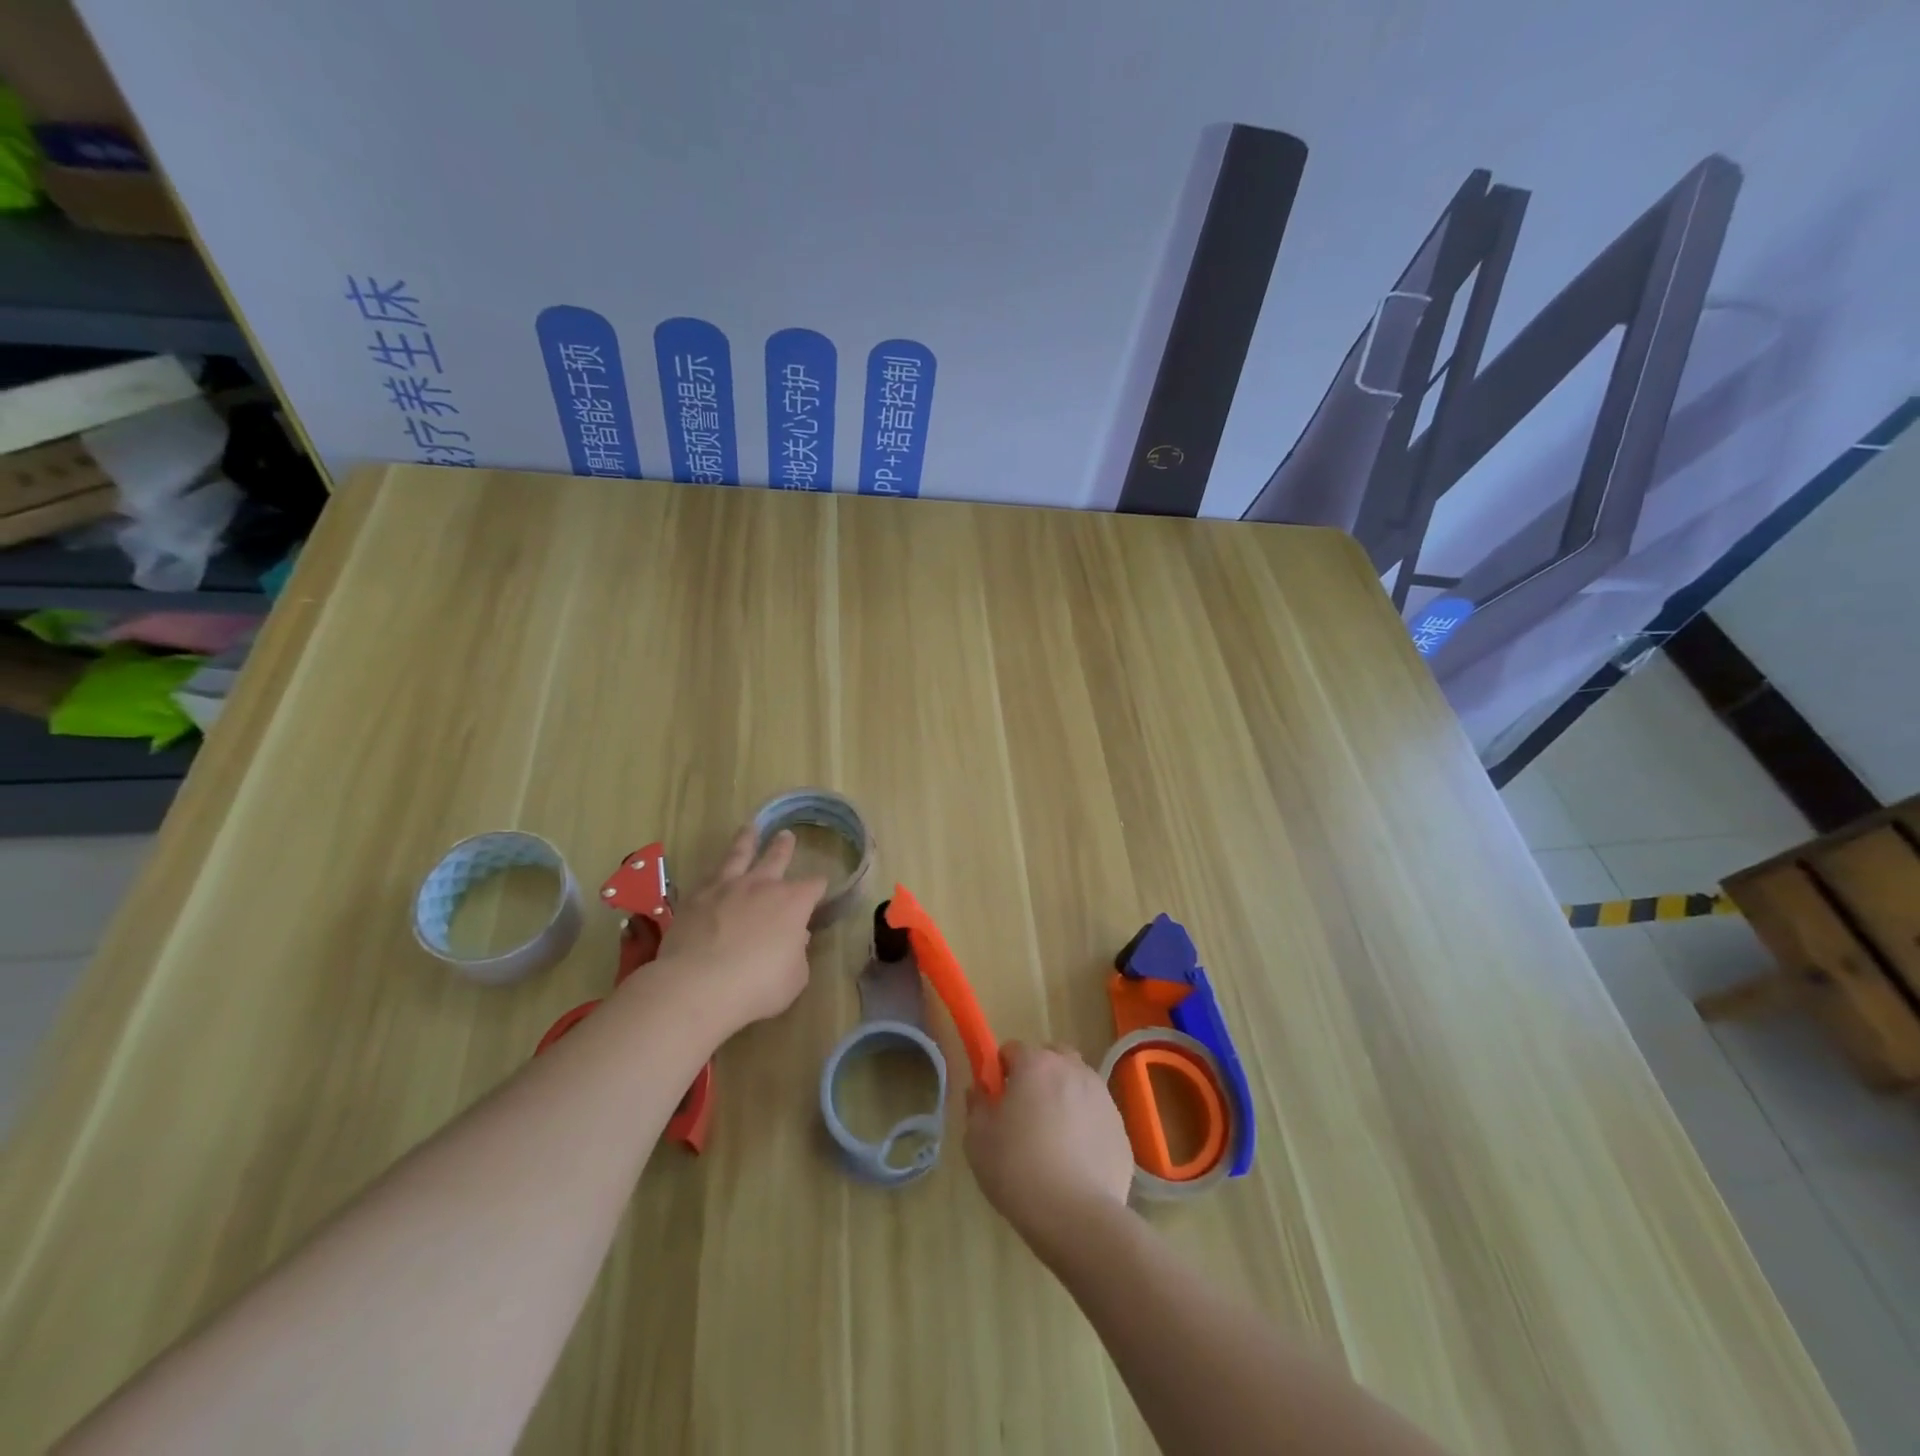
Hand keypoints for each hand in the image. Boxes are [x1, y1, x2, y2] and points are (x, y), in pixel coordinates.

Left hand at [648, 825, 826, 1034]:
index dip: (819, 886)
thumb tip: (796, 937)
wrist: (698, 985)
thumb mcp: (794, 977)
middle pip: (777, 857)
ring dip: (747, 841)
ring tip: (749, 828)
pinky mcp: (696, 898)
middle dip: (784, 847)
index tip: (820, 887)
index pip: (814, 885)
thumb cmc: (757, 986)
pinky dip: (716, 873)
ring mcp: (726, 888)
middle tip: (787, 835)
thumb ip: (797, 954)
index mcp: (793, 903)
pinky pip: (709, 877)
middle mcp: (762, 886)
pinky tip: (714, 872)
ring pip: (739, 855)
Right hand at [965, 1041, 1135, 1255]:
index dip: (1002, 1071)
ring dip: (1064, 1095)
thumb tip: (980, 1090)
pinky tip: (1076, 1158)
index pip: (1013, 1049)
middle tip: (1026, 1111)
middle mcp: (1072, 1069)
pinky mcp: (1120, 1127)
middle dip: (1038, 1074)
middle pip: (1052, 1057)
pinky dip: (1085, 1124)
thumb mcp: (978, 1139)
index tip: (997, 1100)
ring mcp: (1102, 1096)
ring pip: (1078, 1082)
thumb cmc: (1018, 1170)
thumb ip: (977, 1106)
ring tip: (1054, 1136)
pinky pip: (1096, 1114)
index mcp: (1036, 1064)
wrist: (1077, 1217)